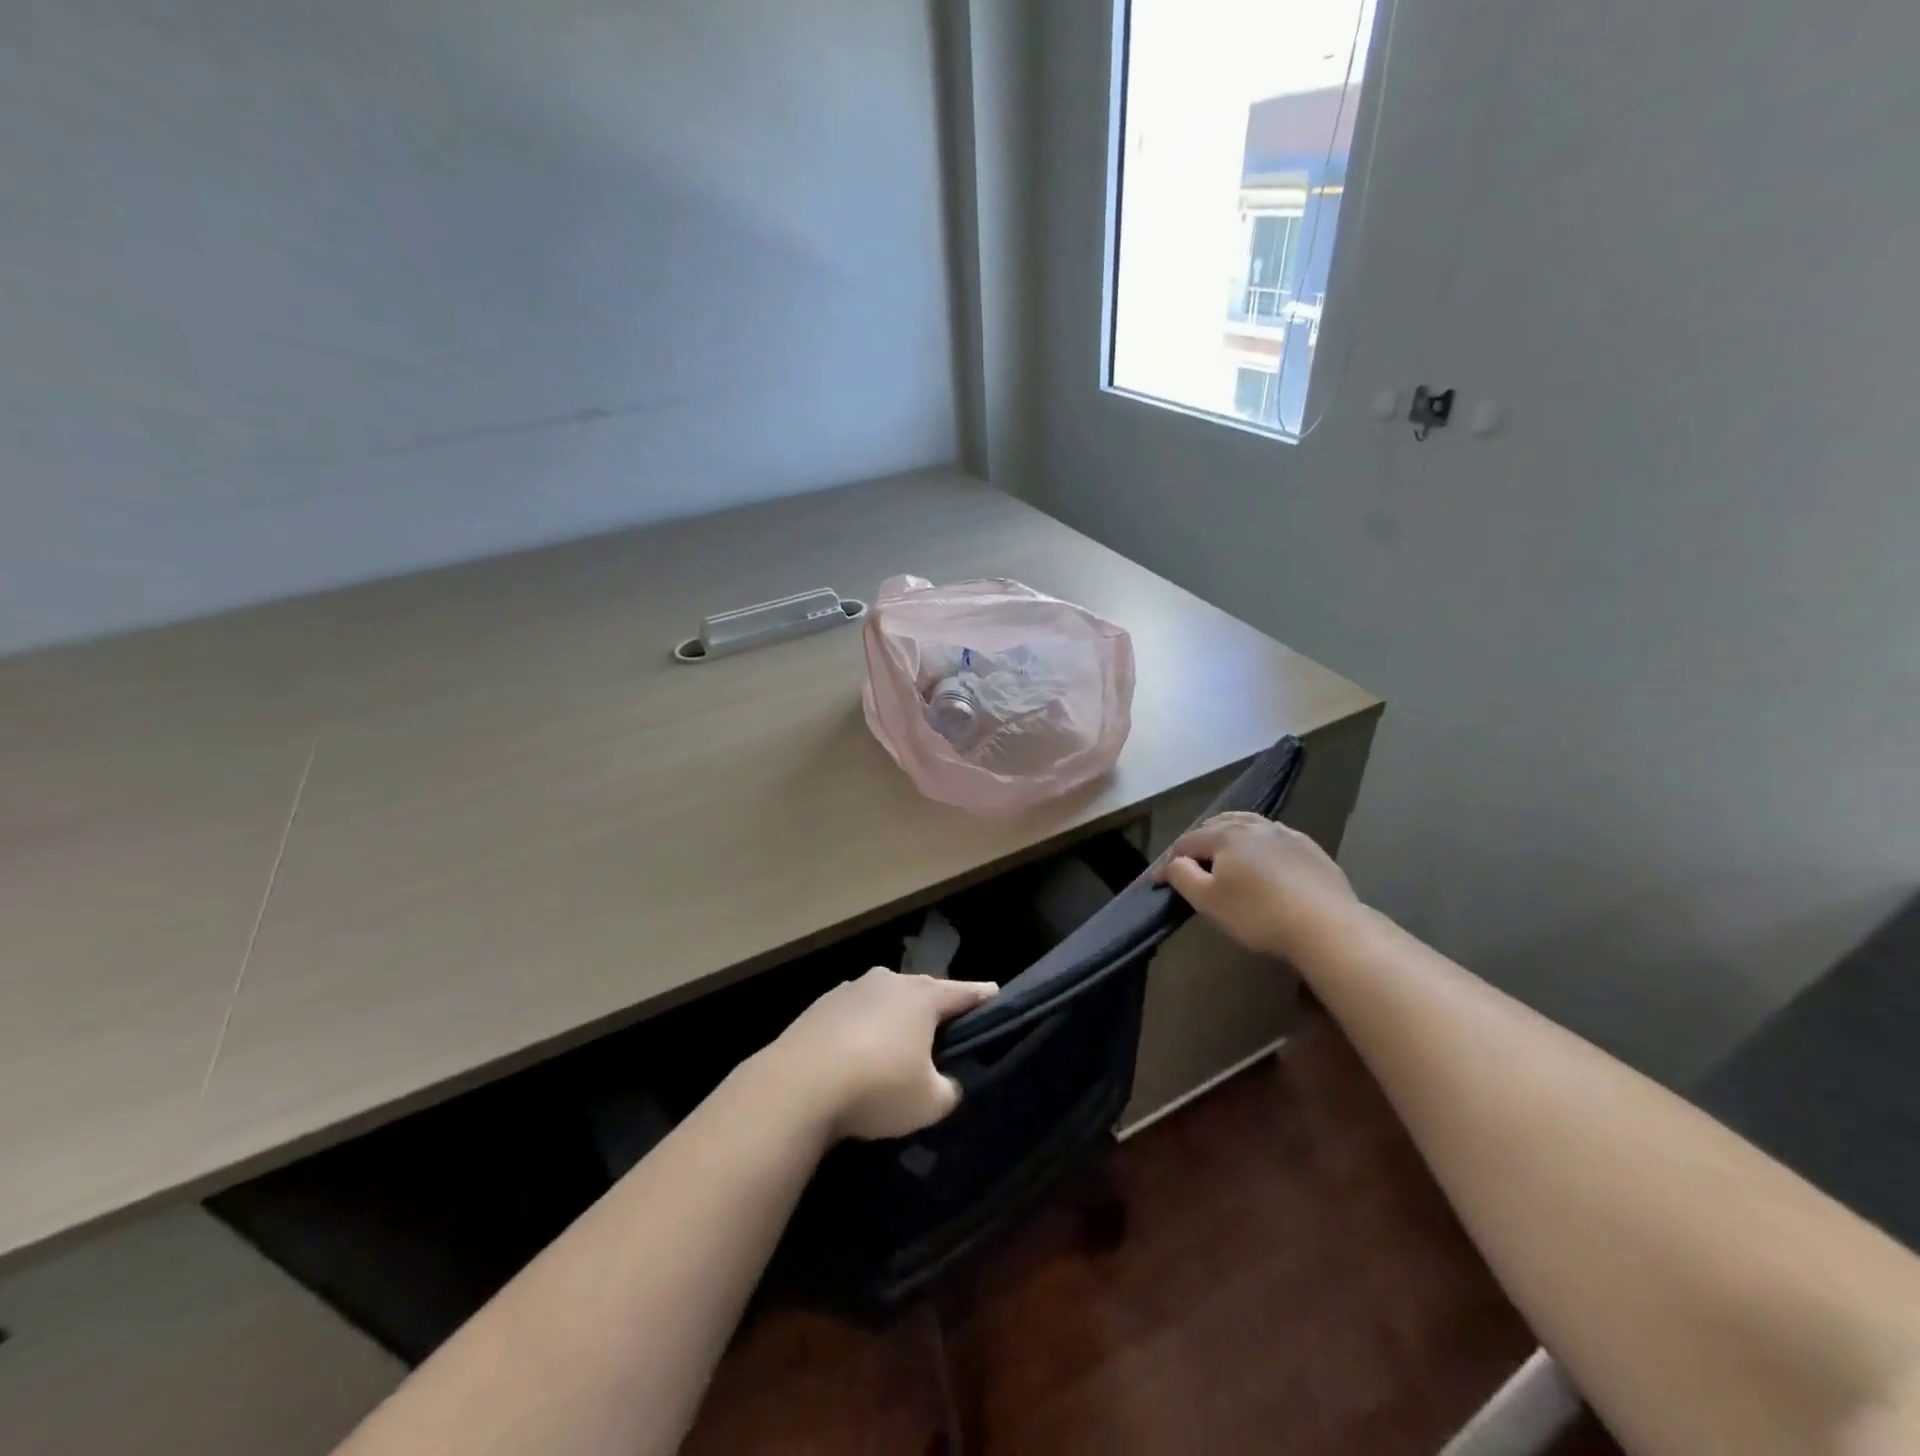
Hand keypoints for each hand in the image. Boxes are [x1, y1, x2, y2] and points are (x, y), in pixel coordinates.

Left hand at [764, 969, 997, 1141]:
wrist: (797, 1086)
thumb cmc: (877, 1086)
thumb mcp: (930, 1102)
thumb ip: (948, 1089)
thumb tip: (943, 1083)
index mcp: (923, 996)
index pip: (965, 992)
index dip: (984, 998)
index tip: (997, 996)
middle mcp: (889, 981)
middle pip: (922, 993)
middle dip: (934, 1012)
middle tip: (944, 1037)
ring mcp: (850, 990)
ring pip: (885, 1003)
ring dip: (893, 1021)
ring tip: (896, 1052)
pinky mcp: (819, 1007)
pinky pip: (853, 1017)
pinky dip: (861, 1032)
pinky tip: (856, 1059)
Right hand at [1152, 812, 1360, 963]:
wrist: (1326, 925)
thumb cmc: (1257, 914)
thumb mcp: (1208, 901)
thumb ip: (1183, 877)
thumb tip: (1174, 863)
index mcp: (1225, 836)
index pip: (1187, 842)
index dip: (1170, 861)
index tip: (1159, 881)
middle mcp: (1253, 826)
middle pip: (1218, 825)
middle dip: (1199, 840)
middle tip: (1190, 861)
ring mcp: (1286, 834)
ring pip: (1249, 824)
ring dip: (1230, 834)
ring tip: (1225, 850)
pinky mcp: (1310, 849)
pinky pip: (1275, 837)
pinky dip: (1260, 842)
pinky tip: (1265, 857)